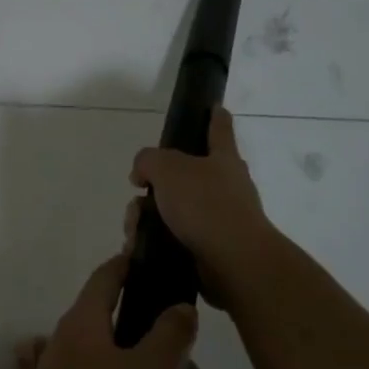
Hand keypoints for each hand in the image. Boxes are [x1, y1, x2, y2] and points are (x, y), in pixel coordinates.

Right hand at [127, 107, 278, 308]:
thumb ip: (148, 161)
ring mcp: (219, 218)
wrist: (234, 262)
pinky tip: (140, 247)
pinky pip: (174, 237)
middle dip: (154, 184)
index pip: (218, 128)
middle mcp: (225, 186)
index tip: (214, 106)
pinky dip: (155, 240)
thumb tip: (142, 174)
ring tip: (135, 230)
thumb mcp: (168, 169)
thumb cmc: (206, 205)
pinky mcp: (210, 248)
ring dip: (147, 217)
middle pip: (183, 175)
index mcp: (223, 159)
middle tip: (138, 193)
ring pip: (173, 209)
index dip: (214, 115)